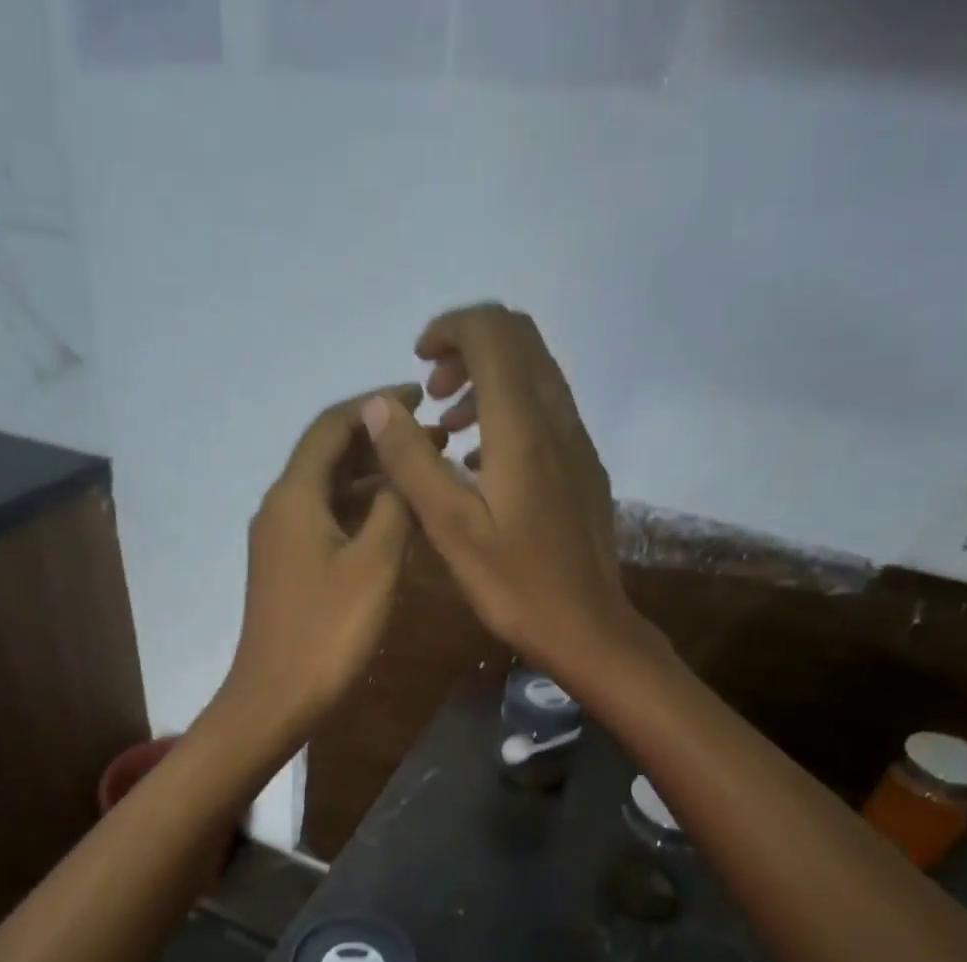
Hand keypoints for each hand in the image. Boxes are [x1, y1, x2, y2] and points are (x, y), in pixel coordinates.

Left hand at [219, 383, 440, 734]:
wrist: (276, 697)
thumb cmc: (328, 631)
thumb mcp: (375, 564)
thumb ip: (394, 506)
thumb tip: (402, 470)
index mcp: (294, 495)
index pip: (333, 425)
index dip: (376, 405)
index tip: (422, 398)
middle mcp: (280, 508)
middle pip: (329, 455)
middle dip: (379, 442)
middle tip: (433, 441)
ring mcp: (280, 541)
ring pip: (329, 491)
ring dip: (372, 479)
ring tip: (422, 478)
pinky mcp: (287, 569)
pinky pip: (326, 522)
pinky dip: (359, 513)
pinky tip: (394, 524)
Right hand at [357, 303, 645, 683]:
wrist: (587, 626)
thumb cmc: (514, 585)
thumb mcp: (450, 527)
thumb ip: (412, 462)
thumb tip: (379, 405)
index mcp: (522, 427)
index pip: (492, 332)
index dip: (450, 329)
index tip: (417, 362)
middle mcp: (557, 419)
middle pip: (519, 340)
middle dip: (469, 348)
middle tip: (431, 393)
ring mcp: (577, 442)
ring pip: (535, 374)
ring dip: (487, 381)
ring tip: (447, 431)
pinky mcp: (583, 467)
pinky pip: (545, 411)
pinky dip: (508, 411)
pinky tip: (480, 464)